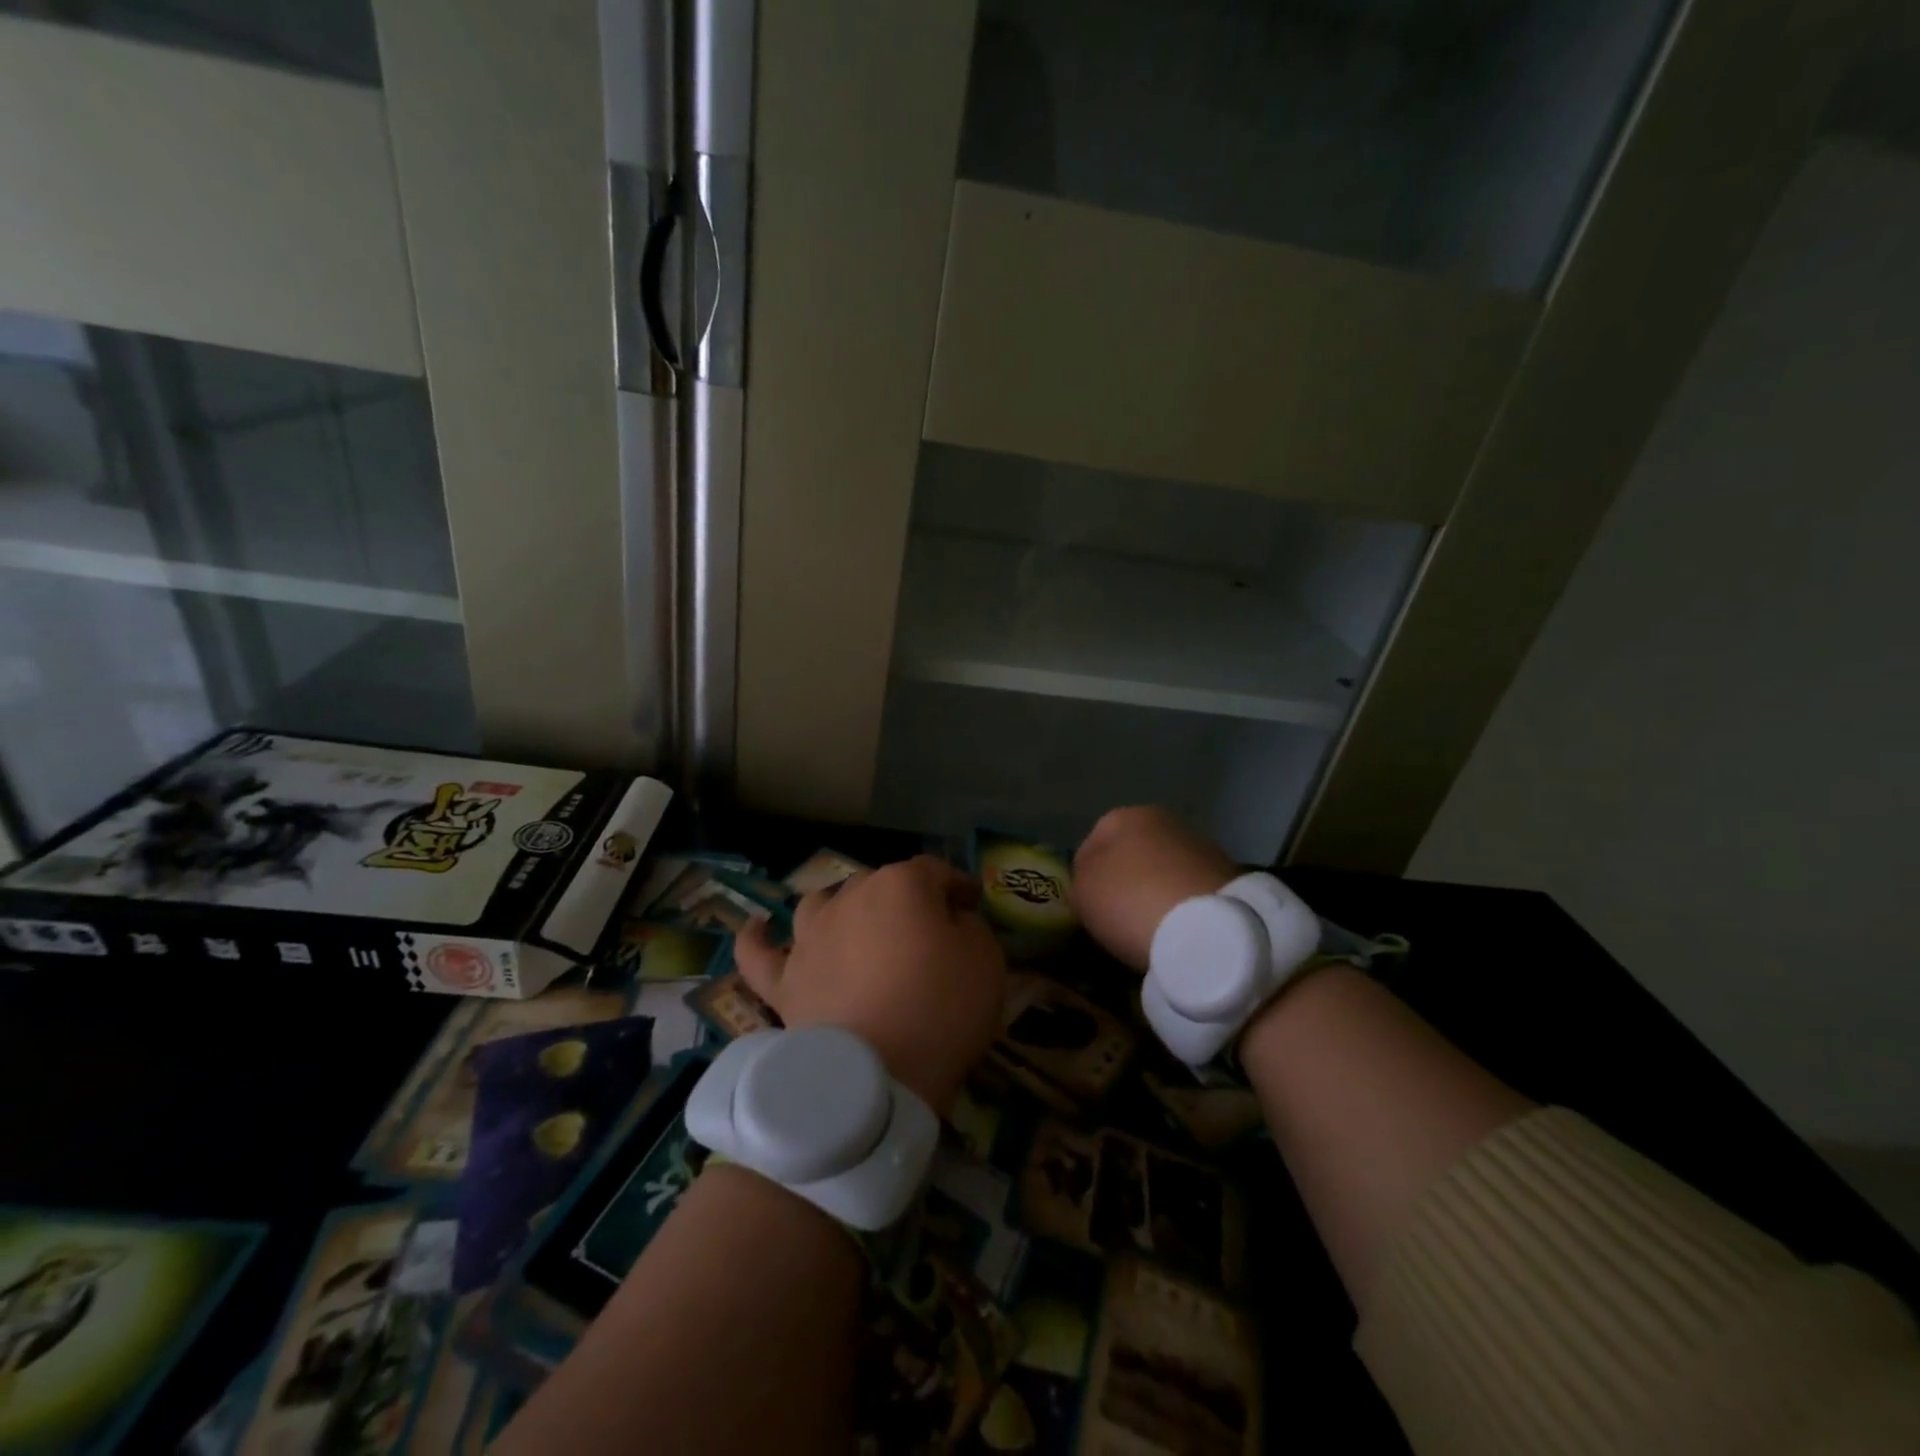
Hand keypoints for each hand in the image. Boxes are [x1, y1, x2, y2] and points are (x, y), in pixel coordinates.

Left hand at [734, 856, 1006, 1114]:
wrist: (876, 1077)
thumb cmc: (940, 1011)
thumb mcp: (985, 961)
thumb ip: (969, 926)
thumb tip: (950, 919)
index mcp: (901, 885)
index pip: (935, 872)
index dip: (957, 885)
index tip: (972, 904)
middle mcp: (849, 898)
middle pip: (879, 884)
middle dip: (905, 899)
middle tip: (926, 930)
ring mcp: (810, 938)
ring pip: (822, 904)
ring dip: (843, 909)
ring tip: (856, 925)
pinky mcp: (784, 981)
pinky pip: (759, 953)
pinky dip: (757, 938)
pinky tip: (758, 928)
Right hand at [1071, 806, 1239, 970]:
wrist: (1210, 928)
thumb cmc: (1132, 901)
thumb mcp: (1083, 893)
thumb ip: (1080, 881)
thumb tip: (1092, 882)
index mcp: (1123, 816)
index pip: (1089, 846)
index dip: (1084, 879)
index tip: (1088, 909)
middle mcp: (1163, 820)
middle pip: (1131, 855)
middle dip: (1124, 883)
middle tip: (1117, 919)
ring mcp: (1200, 846)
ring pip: (1163, 872)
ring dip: (1155, 894)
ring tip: (1150, 930)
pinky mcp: (1229, 875)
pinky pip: (1190, 892)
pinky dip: (1182, 907)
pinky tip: (1178, 931)